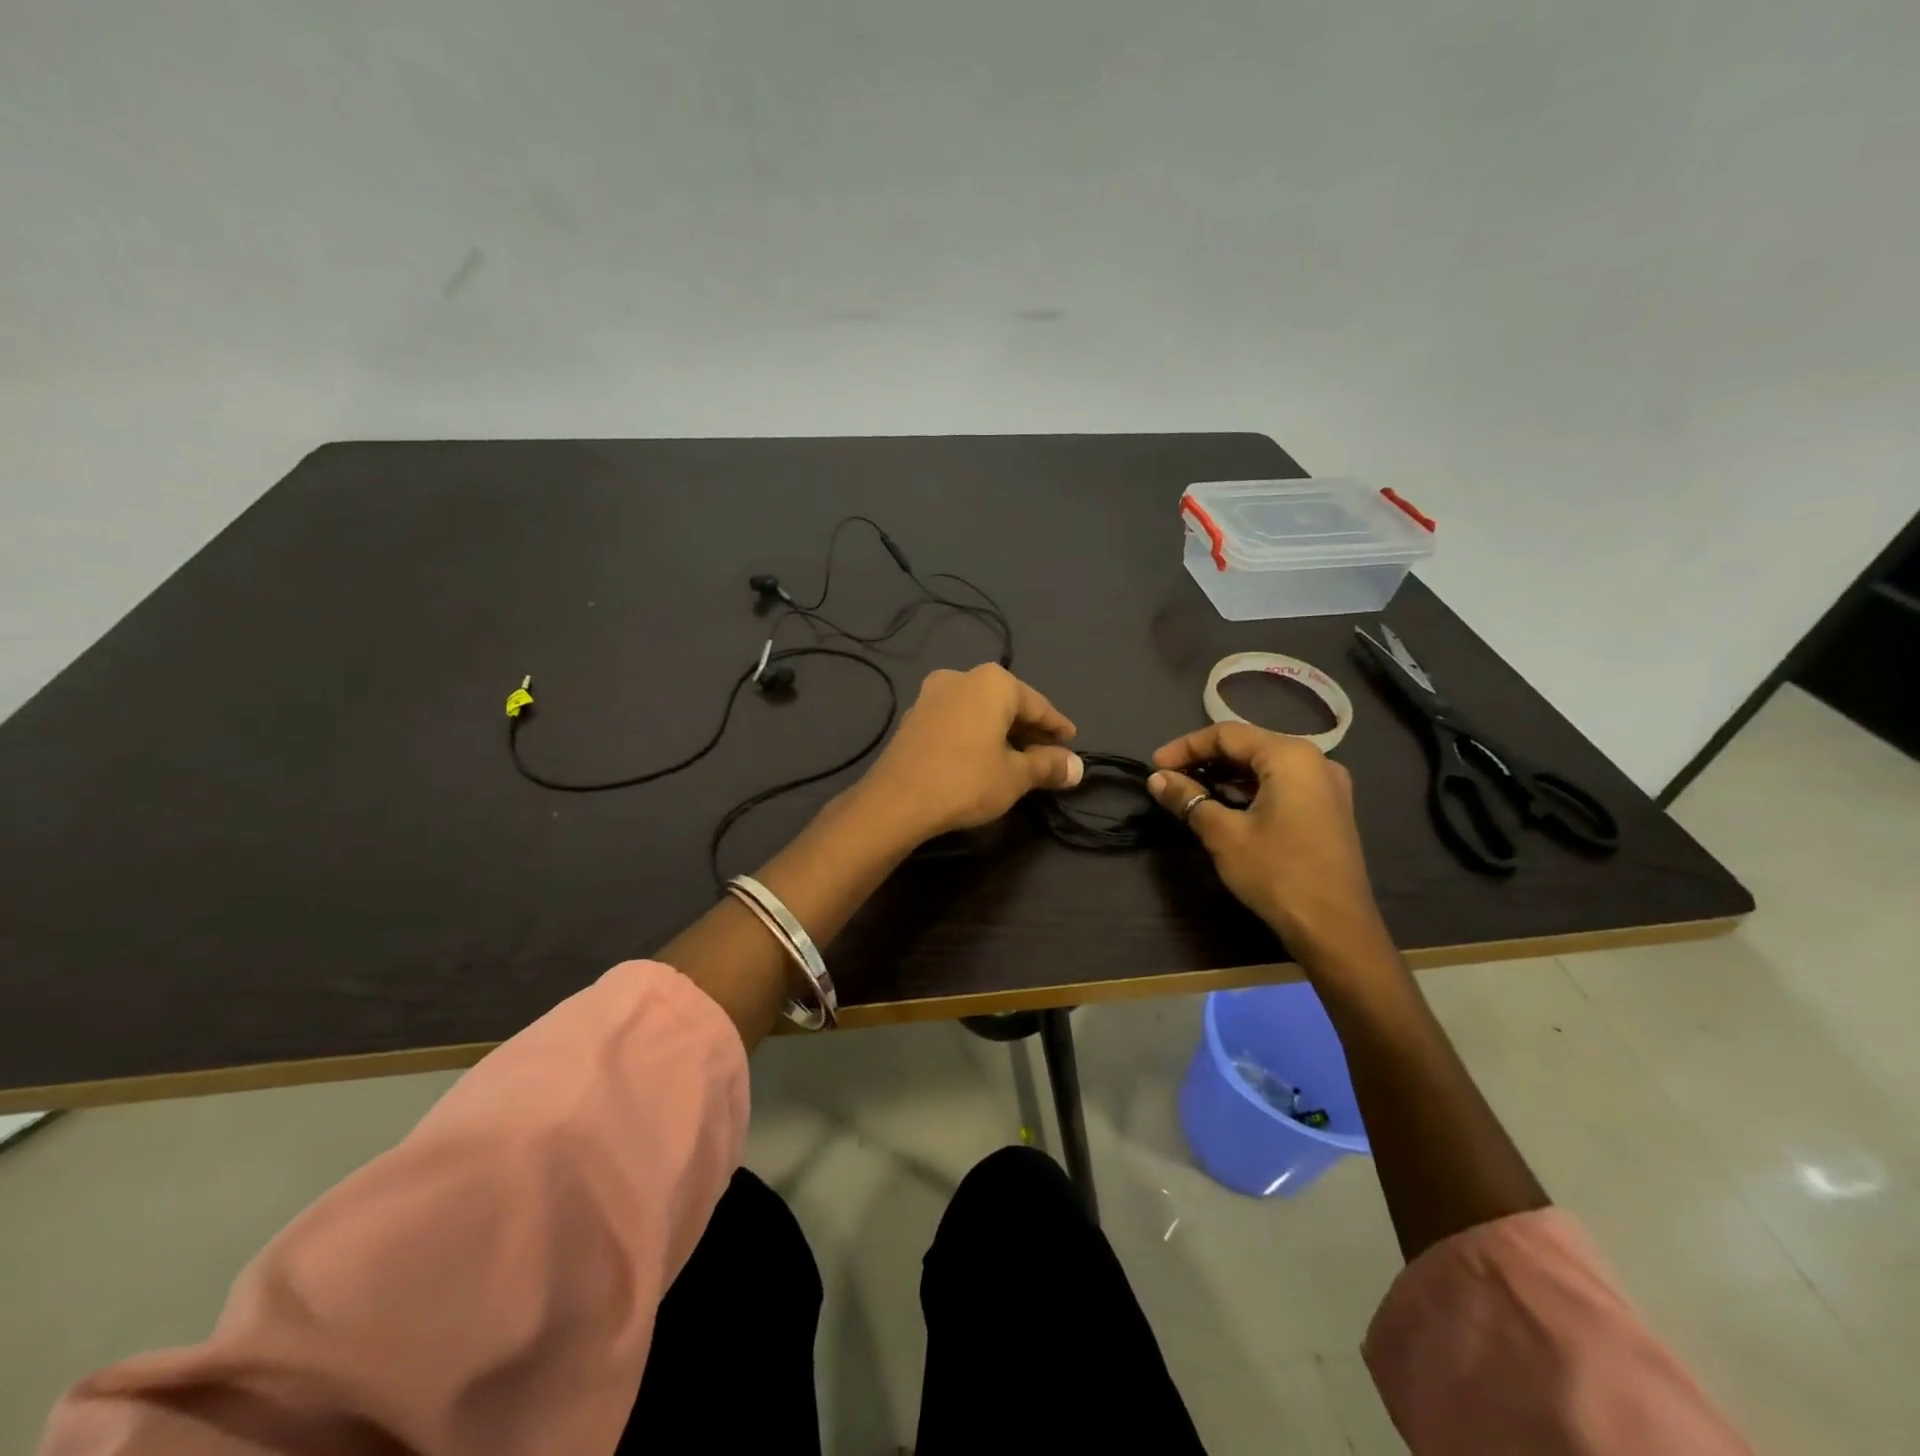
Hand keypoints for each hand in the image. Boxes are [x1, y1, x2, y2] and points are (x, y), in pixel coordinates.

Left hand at [854, 664, 1082, 843]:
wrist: (897, 800)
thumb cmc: (967, 780)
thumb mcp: (1016, 776)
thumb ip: (1048, 766)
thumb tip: (1077, 767)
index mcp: (992, 682)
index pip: (1038, 705)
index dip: (1057, 727)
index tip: (1072, 744)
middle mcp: (961, 677)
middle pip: (1007, 704)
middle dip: (1029, 730)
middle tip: (1049, 755)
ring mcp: (932, 695)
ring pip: (980, 711)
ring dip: (1001, 733)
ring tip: (1019, 759)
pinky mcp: (913, 717)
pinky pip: (957, 721)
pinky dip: (976, 735)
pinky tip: (984, 757)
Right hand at [1146, 723, 1387, 959]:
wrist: (1336, 928)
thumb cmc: (1277, 873)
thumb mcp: (1224, 835)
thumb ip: (1188, 799)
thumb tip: (1156, 779)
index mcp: (1290, 756)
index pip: (1227, 734)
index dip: (1185, 747)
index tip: (1154, 767)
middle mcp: (1315, 760)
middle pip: (1248, 745)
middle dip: (1204, 759)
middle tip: (1169, 779)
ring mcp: (1327, 785)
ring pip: (1265, 765)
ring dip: (1226, 775)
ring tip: (1191, 792)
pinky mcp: (1329, 808)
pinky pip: (1282, 784)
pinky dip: (1250, 789)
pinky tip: (1226, 805)